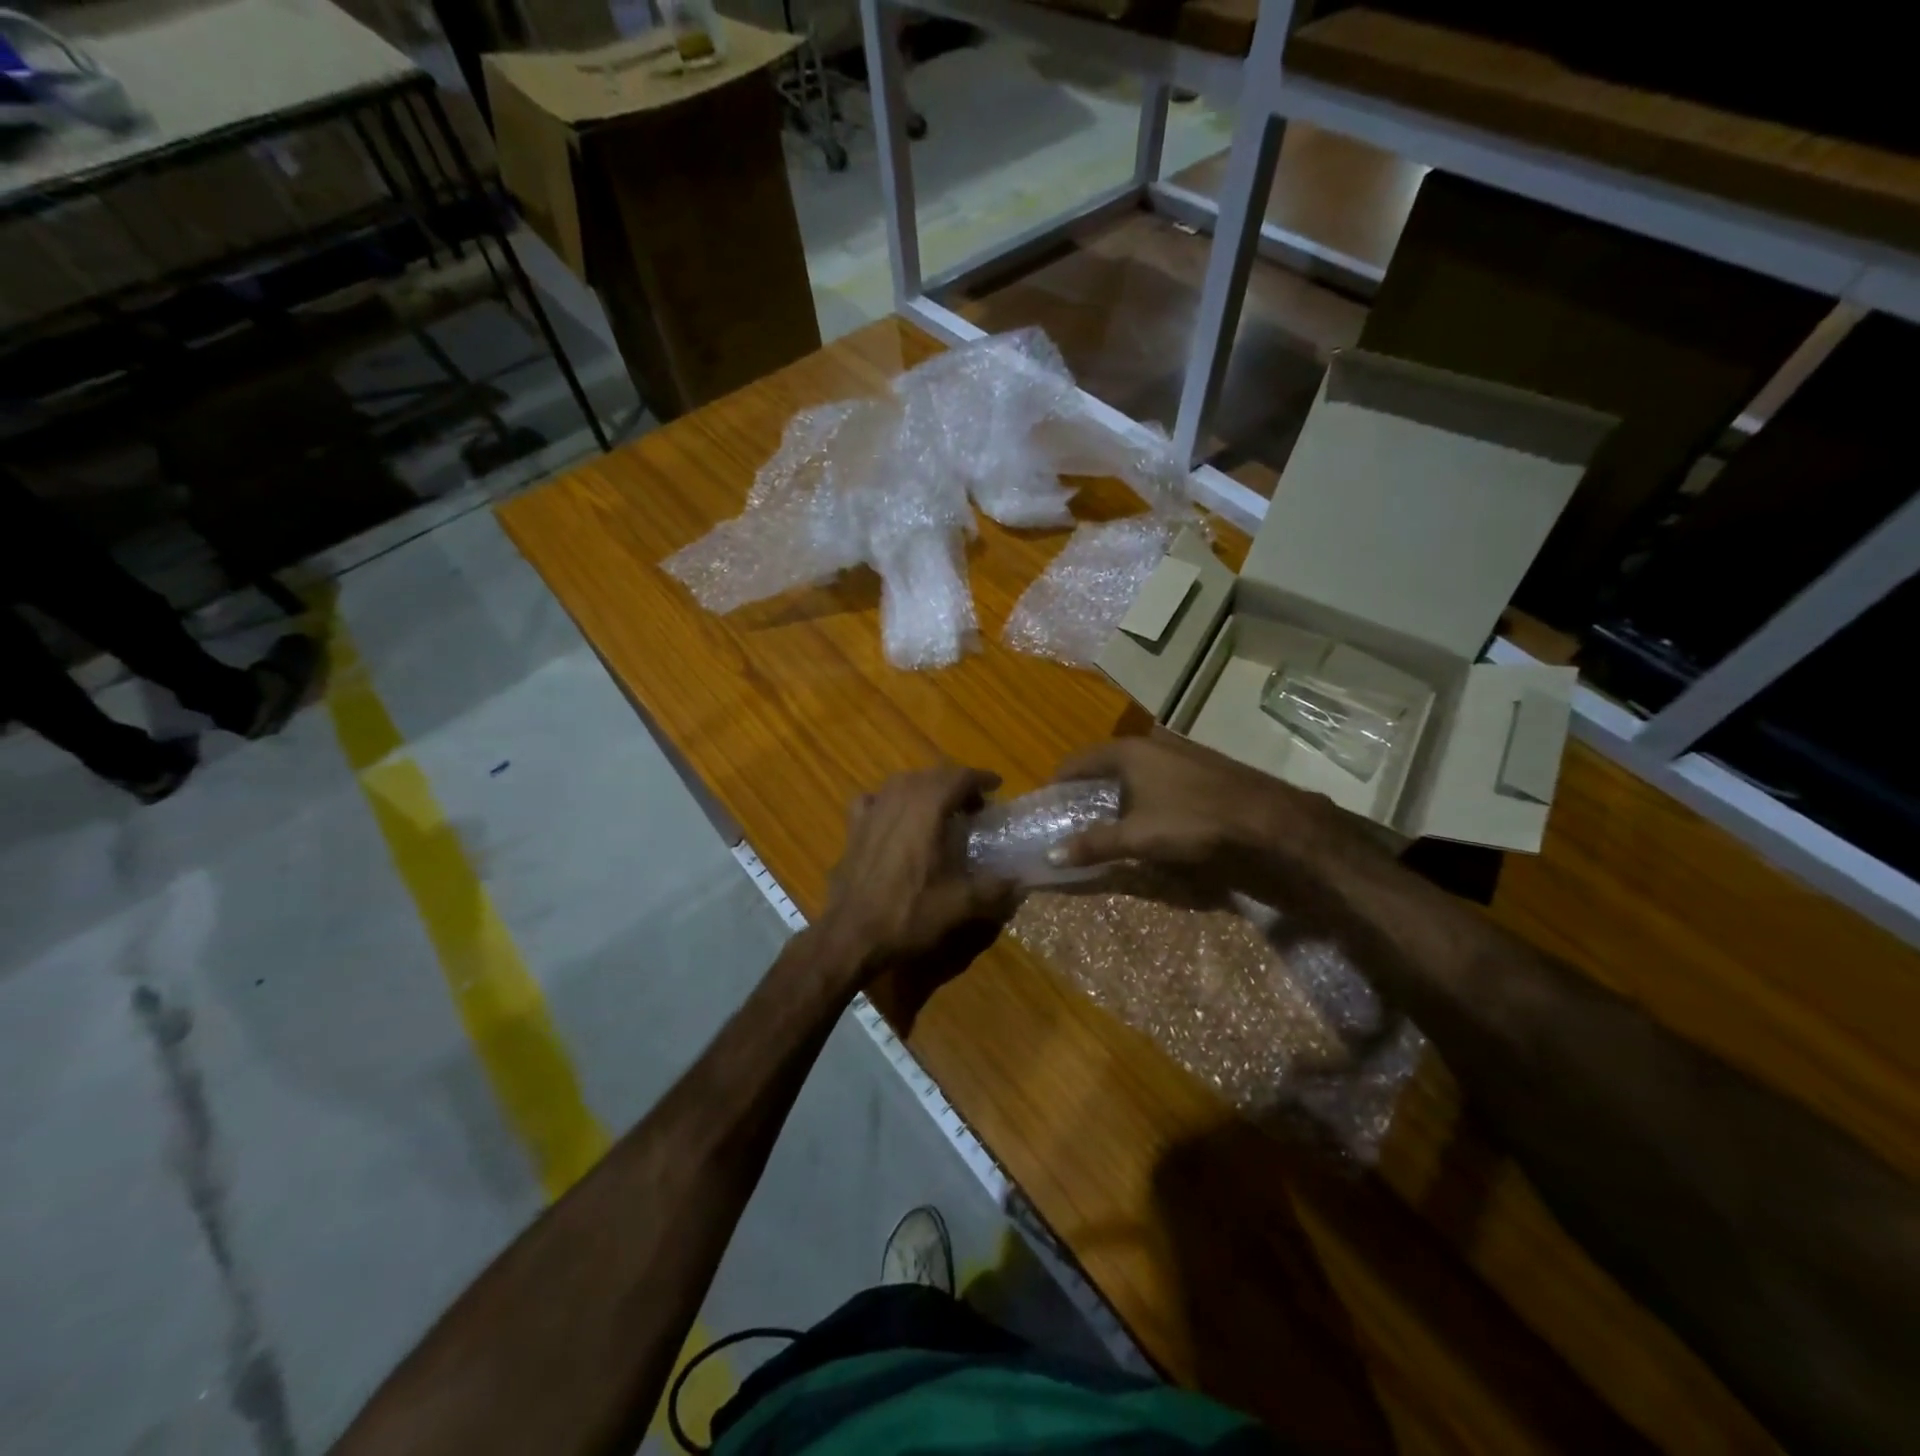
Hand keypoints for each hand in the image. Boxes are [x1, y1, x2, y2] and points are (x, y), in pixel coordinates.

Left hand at [816, 766, 1015, 985]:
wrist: (852, 935)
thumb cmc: (909, 914)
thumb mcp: (961, 905)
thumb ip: (995, 889)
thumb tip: (1021, 882)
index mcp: (927, 808)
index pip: (959, 777)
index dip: (981, 778)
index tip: (996, 786)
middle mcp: (898, 799)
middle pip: (932, 776)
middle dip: (955, 784)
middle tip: (975, 806)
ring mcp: (872, 811)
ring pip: (902, 783)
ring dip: (924, 789)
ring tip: (940, 809)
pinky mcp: (853, 828)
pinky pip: (873, 800)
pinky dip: (889, 801)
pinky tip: (894, 818)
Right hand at [1050, 734, 1371, 886]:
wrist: (1270, 820)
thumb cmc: (1193, 822)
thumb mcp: (1137, 837)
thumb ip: (1093, 844)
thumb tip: (1050, 855)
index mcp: (1128, 751)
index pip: (1078, 761)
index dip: (1059, 782)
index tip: (1047, 805)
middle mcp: (1150, 743)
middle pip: (1104, 764)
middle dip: (1087, 790)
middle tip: (1072, 818)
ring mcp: (1179, 753)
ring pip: (1133, 771)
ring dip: (1116, 794)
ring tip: (1106, 822)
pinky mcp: (1201, 768)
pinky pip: (1156, 778)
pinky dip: (1142, 795)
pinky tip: (1147, 818)